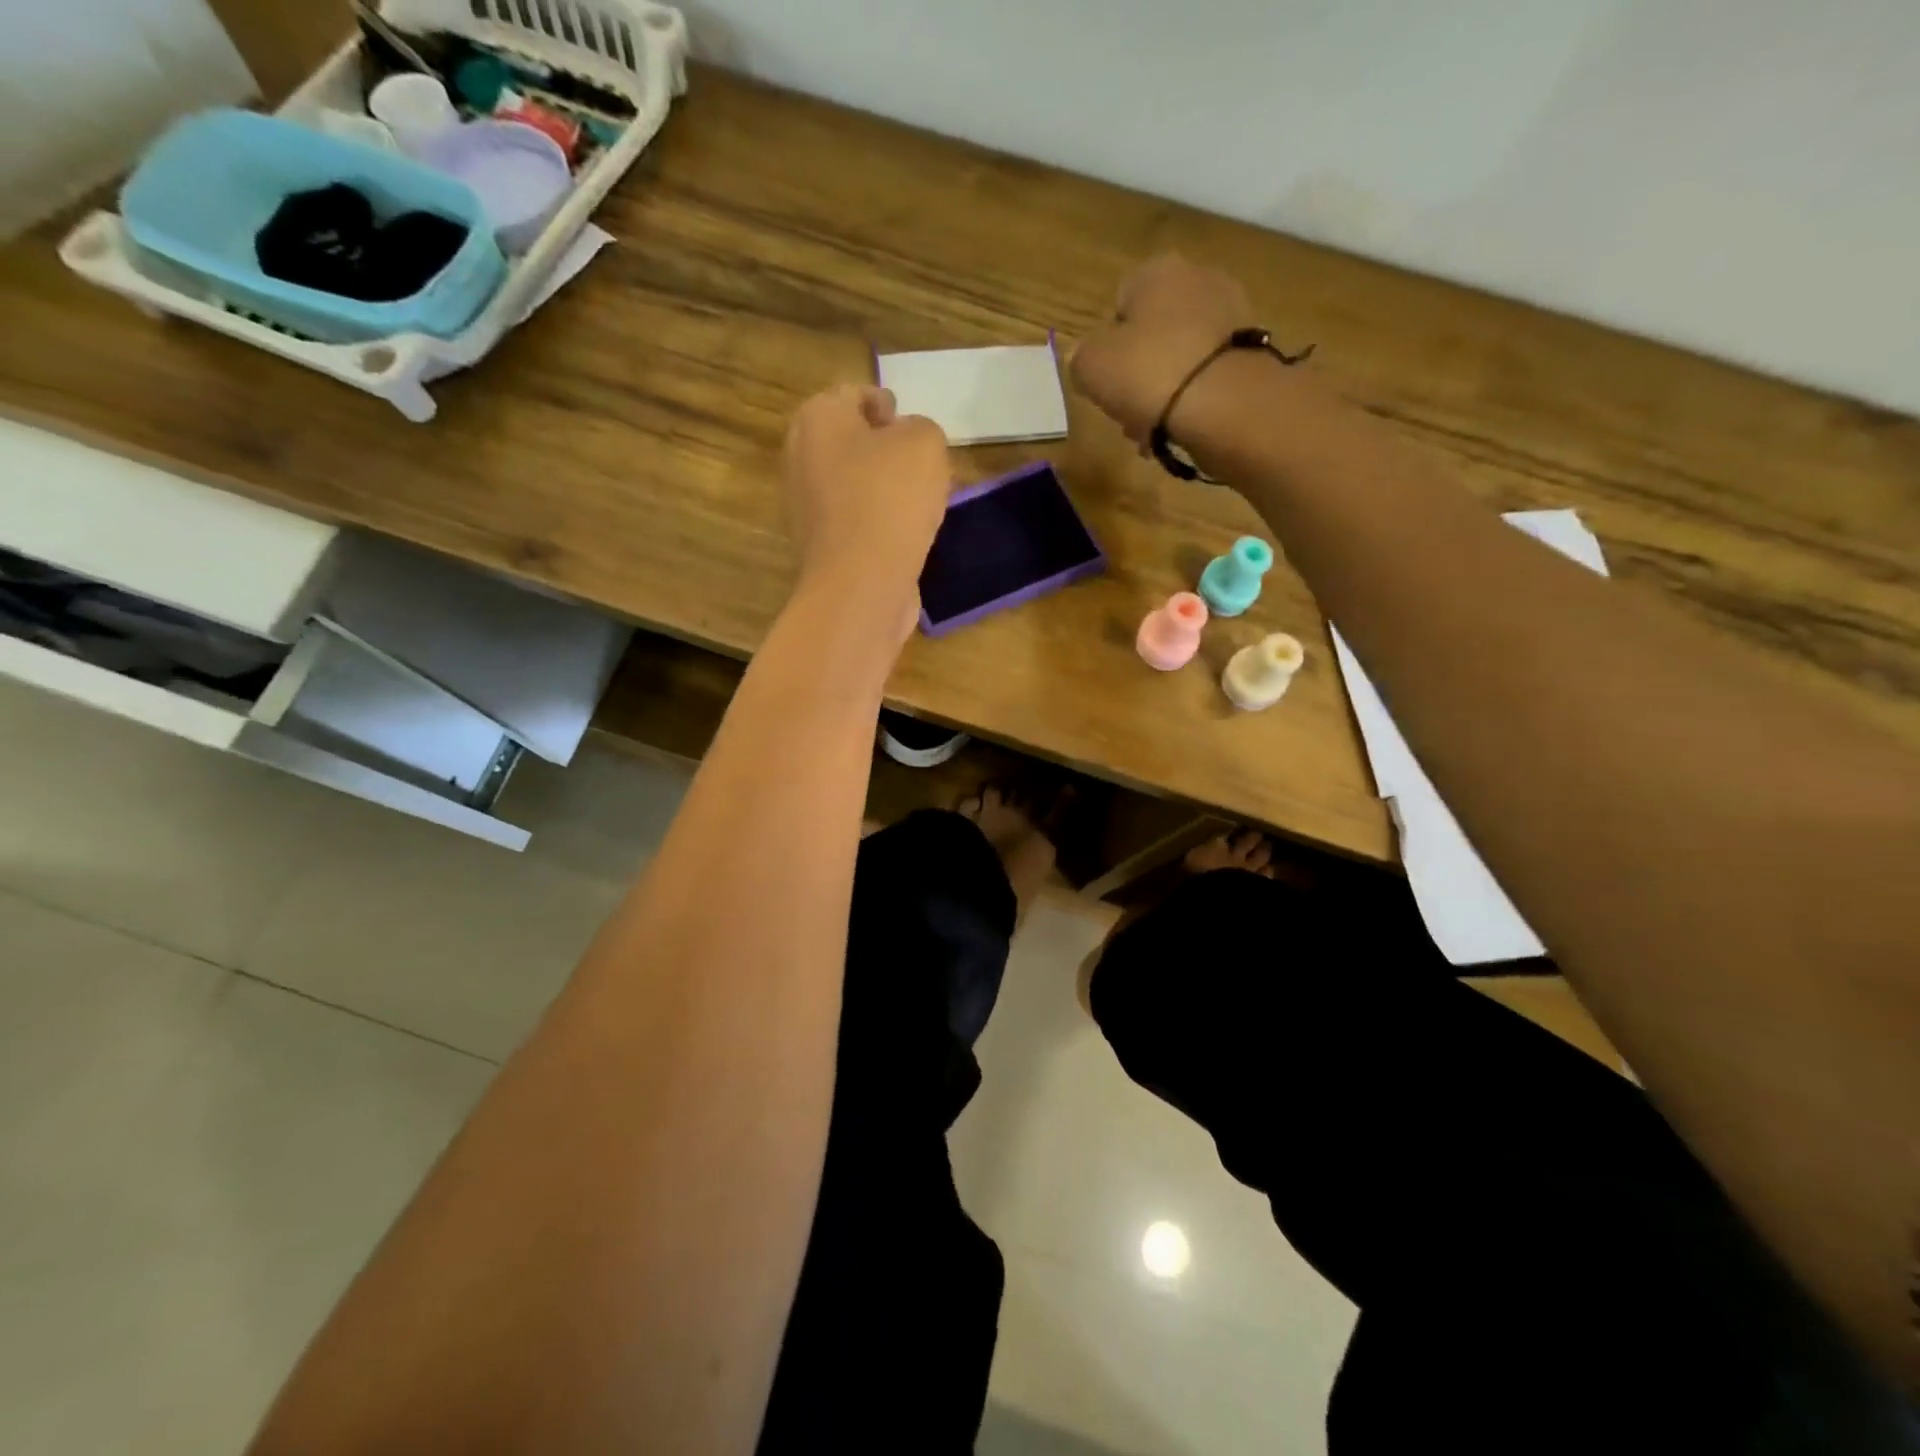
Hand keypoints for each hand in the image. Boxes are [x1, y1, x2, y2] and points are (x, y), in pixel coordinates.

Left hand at [782, 384, 951, 638]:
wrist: (862, 582)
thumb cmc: (890, 498)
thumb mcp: (924, 442)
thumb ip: (919, 427)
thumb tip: (905, 442)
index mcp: (817, 418)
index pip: (855, 394)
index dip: (886, 404)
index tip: (909, 423)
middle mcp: (799, 455)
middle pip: (848, 440)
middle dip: (882, 447)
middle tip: (918, 461)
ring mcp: (803, 504)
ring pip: (850, 482)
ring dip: (879, 486)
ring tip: (917, 499)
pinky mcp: (818, 544)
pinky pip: (852, 519)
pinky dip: (874, 520)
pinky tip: (902, 532)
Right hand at [1069, 254, 1255, 448]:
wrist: (1226, 405)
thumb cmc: (1149, 374)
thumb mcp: (1090, 367)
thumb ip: (1081, 359)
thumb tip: (1088, 361)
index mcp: (1156, 271)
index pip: (1118, 304)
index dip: (1107, 347)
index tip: (1105, 381)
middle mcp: (1198, 279)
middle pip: (1152, 334)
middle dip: (1138, 373)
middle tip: (1127, 411)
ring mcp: (1232, 314)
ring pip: (1179, 358)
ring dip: (1164, 391)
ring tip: (1154, 430)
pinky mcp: (1251, 352)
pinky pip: (1207, 377)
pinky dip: (1193, 400)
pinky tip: (1183, 428)